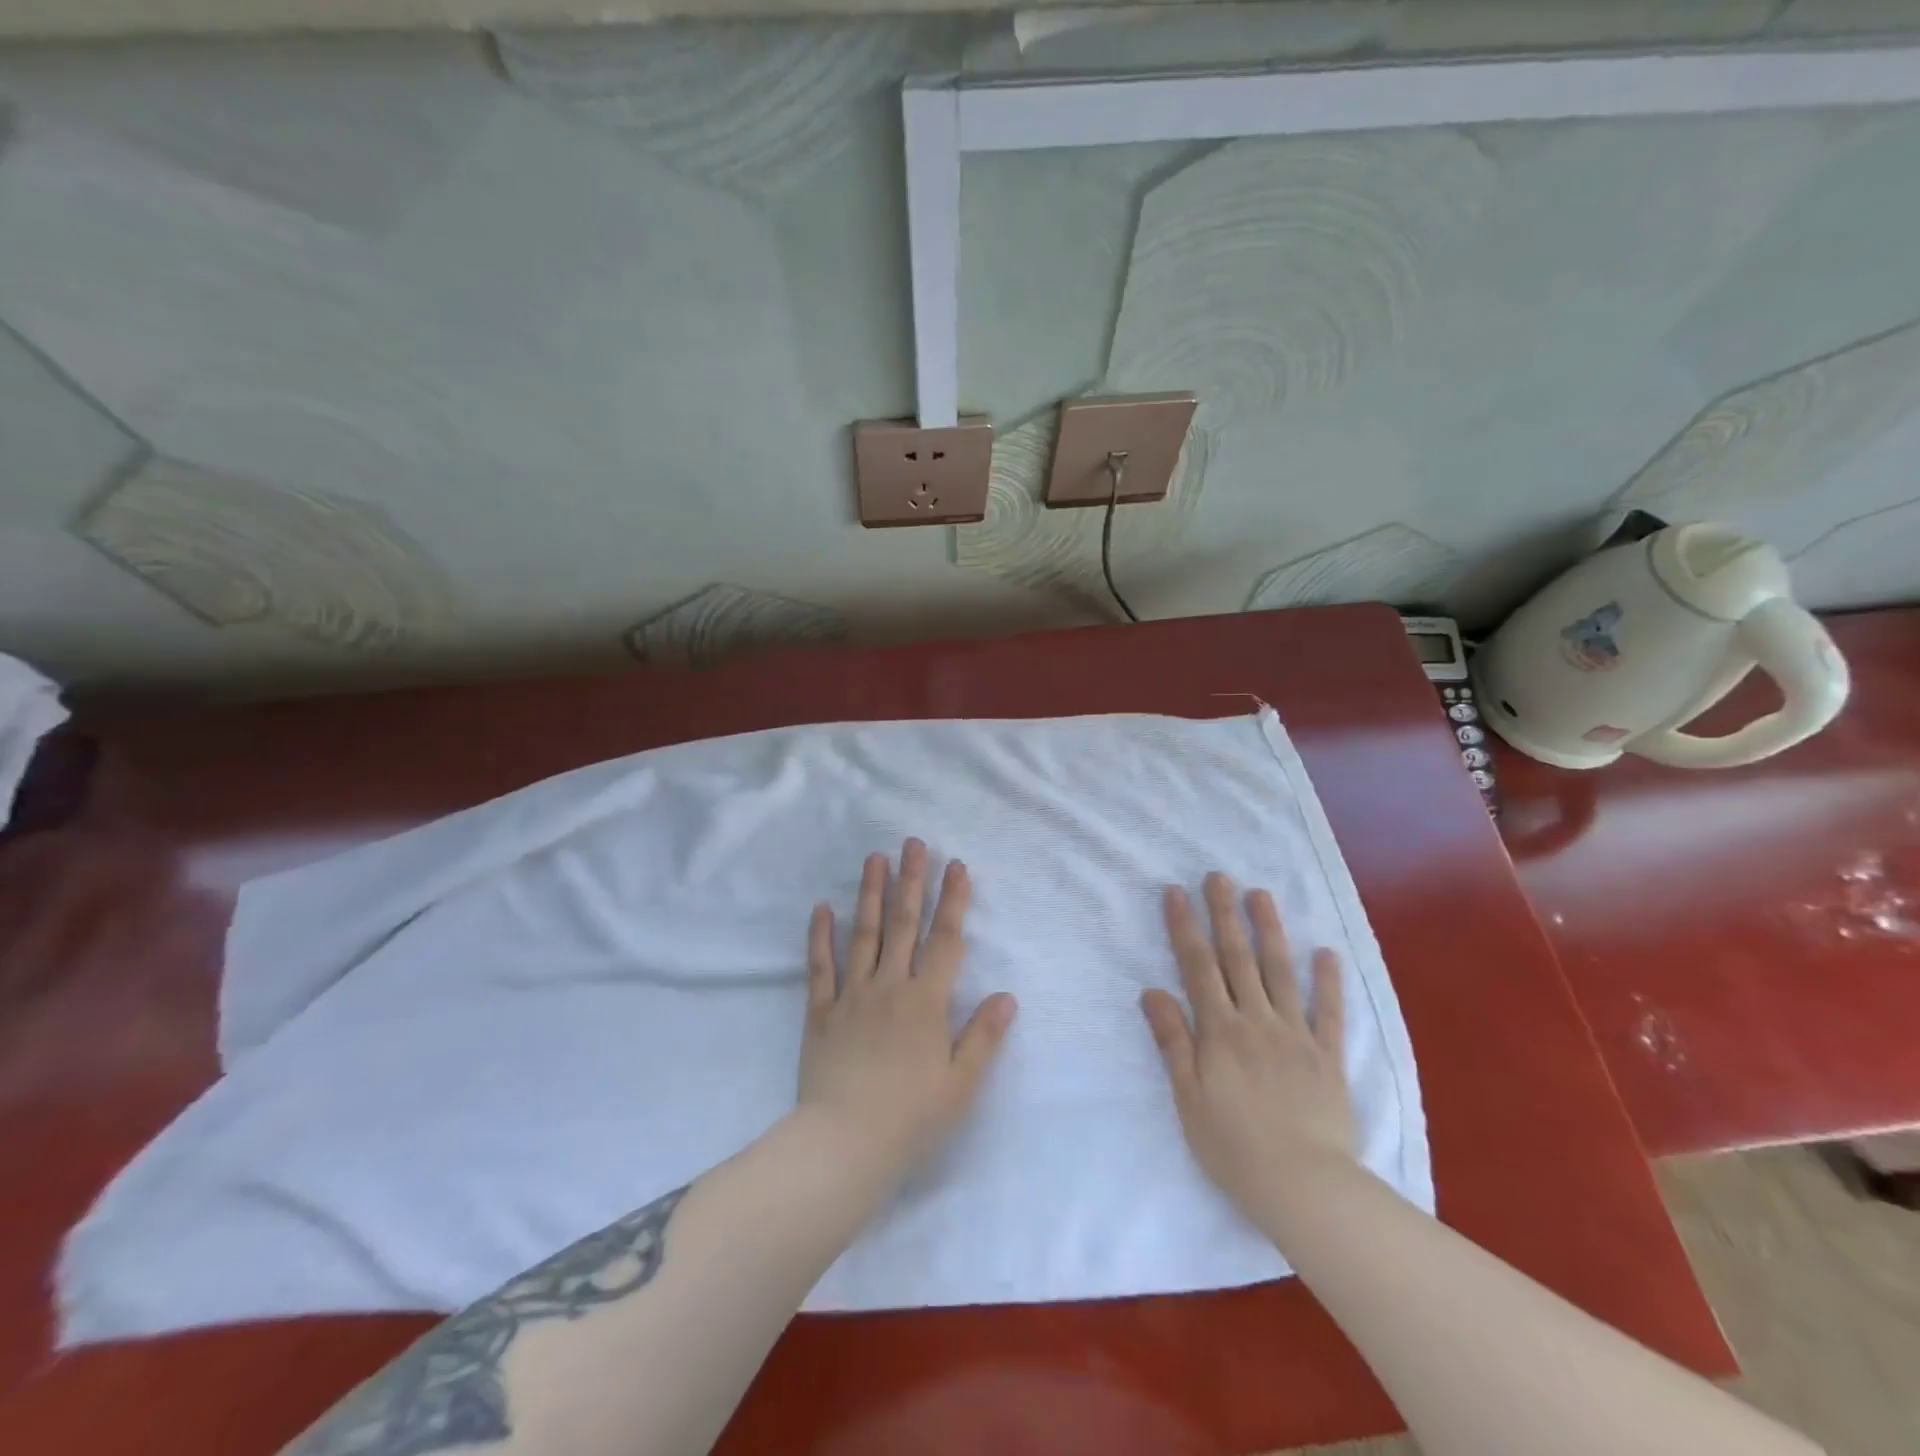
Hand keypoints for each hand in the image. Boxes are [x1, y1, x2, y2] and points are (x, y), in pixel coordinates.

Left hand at [798, 839, 1016, 1185]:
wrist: (844, 1145)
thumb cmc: (910, 1118)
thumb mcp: (961, 1084)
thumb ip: (984, 1036)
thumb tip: (1008, 996)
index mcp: (926, 1001)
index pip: (945, 940)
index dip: (953, 901)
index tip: (956, 866)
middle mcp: (890, 987)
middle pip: (903, 924)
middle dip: (912, 881)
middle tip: (913, 843)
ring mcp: (852, 996)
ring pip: (863, 934)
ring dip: (871, 893)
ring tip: (875, 857)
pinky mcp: (820, 1012)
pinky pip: (820, 968)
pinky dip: (820, 936)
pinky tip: (821, 907)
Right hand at [1140, 873, 1355, 1224]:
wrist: (1304, 1187)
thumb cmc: (1233, 1146)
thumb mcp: (1188, 1097)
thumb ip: (1172, 1041)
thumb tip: (1152, 990)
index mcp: (1219, 1030)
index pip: (1198, 966)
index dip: (1185, 927)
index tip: (1176, 892)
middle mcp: (1257, 1020)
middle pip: (1238, 958)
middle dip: (1225, 914)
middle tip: (1219, 876)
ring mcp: (1296, 1035)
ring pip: (1281, 972)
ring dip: (1270, 930)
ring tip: (1261, 894)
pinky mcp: (1328, 1057)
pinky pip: (1330, 1013)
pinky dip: (1329, 981)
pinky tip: (1326, 952)